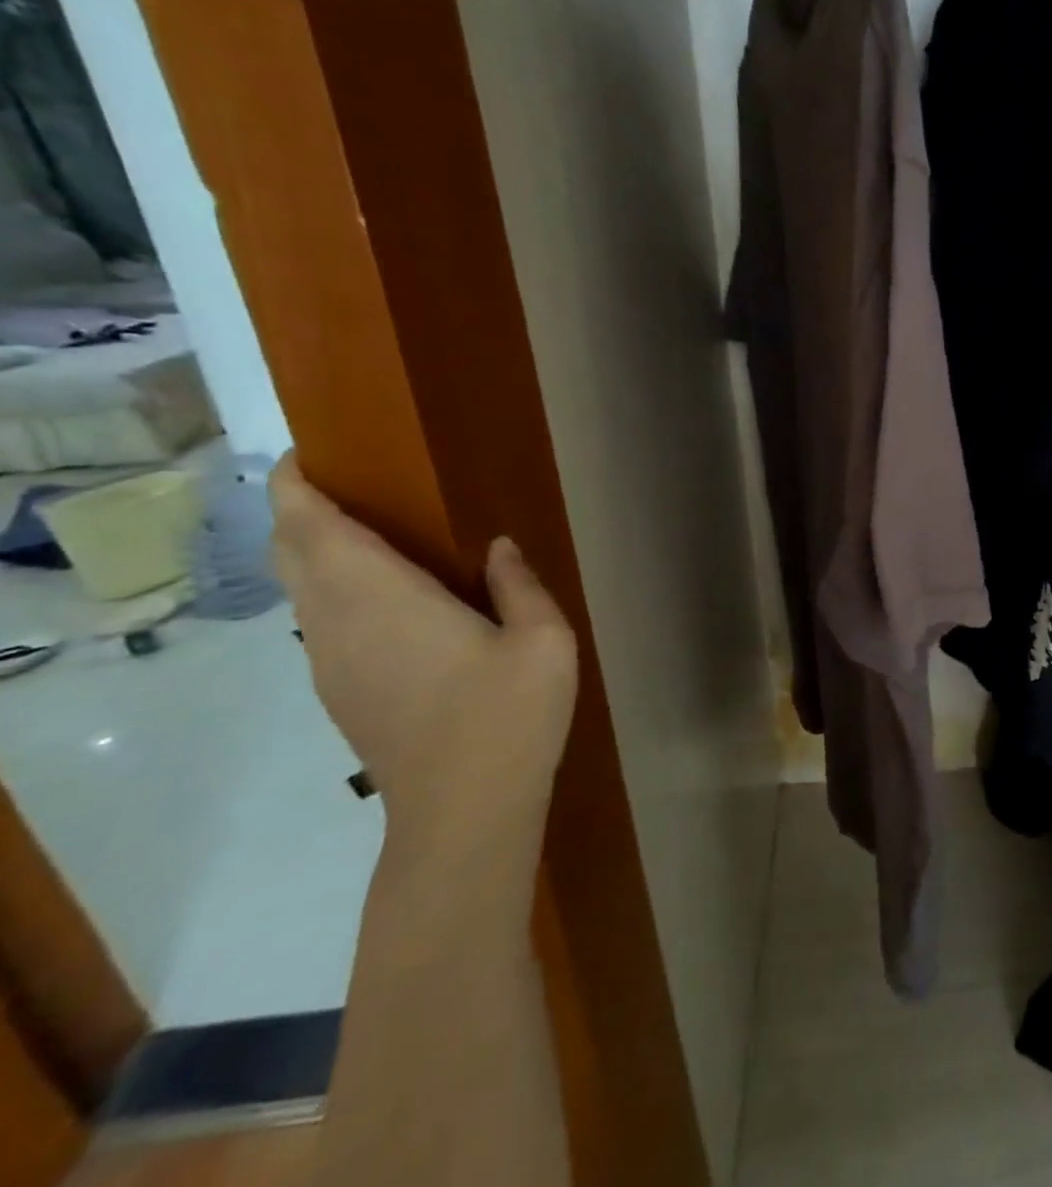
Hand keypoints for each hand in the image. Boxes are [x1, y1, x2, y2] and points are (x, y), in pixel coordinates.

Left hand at [269, 457, 576, 852]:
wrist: (464, 810)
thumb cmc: (509, 714)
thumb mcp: (542, 638)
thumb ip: (518, 584)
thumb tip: (496, 547)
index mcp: (384, 599)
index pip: (314, 529)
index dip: (296, 488)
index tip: (306, 456)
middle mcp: (339, 624)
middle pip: (293, 555)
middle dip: (299, 513)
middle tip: (342, 485)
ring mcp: (332, 663)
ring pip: (300, 590)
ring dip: (313, 553)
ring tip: (361, 531)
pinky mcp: (341, 692)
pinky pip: (319, 621)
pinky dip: (328, 588)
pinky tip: (380, 596)